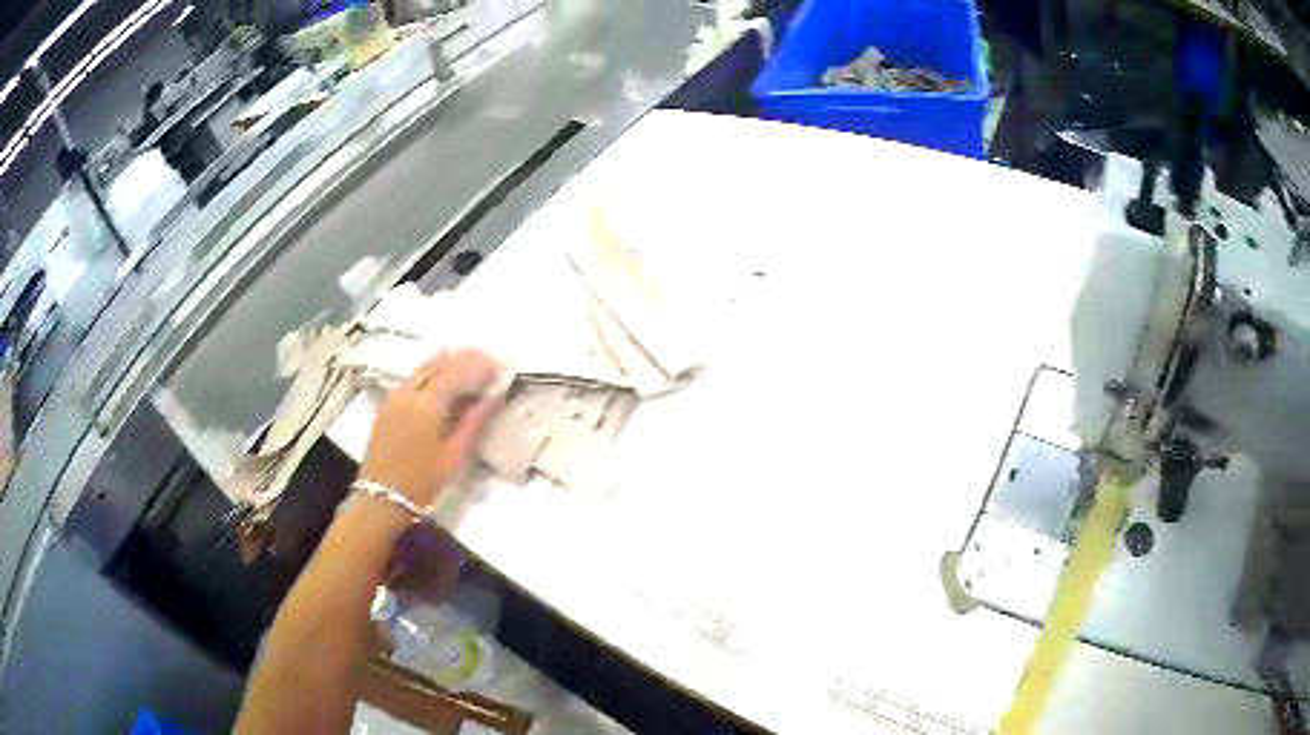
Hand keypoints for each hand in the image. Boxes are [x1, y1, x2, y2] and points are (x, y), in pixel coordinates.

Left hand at [360, 349, 501, 506]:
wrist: (380, 499)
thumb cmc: (422, 483)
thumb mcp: (453, 456)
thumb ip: (473, 422)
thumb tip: (494, 397)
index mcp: (426, 406)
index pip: (455, 373)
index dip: (477, 366)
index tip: (498, 366)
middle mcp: (407, 394)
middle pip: (437, 365)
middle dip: (462, 358)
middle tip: (485, 359)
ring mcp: (393, 397)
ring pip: (421, 368)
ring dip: (445, 361)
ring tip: (467, 362)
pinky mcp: (386, 405)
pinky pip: (410, 379)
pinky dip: (428, 371)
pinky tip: (440, 376)